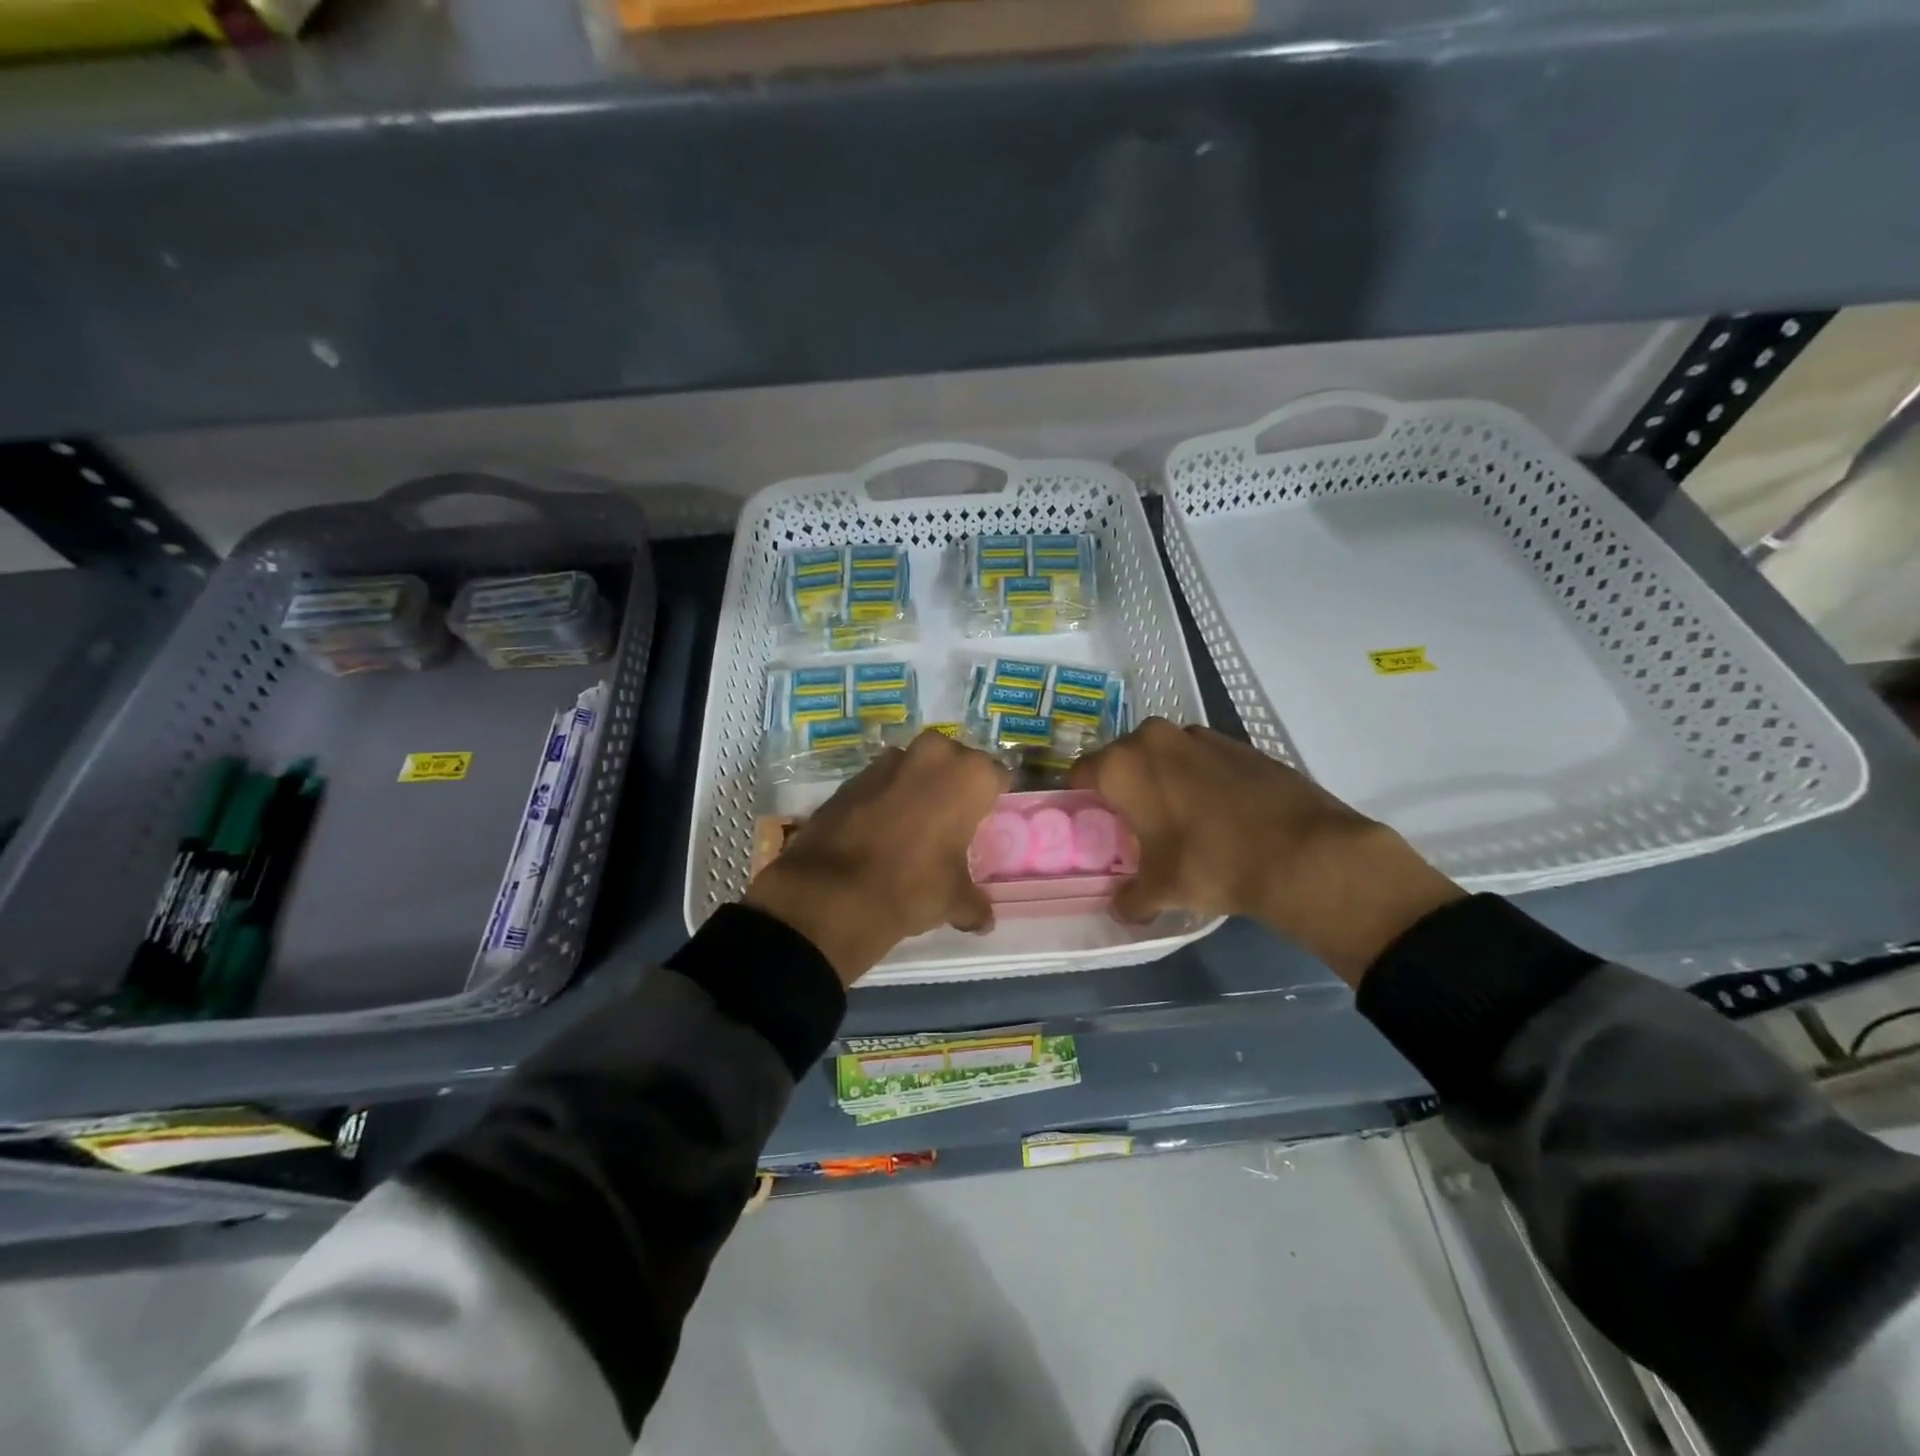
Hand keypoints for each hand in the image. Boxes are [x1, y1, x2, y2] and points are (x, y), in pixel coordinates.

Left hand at [744, 730, 1011, 986]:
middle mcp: (932, 755)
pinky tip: (879, 830)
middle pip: (953, 761)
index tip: (988, 817)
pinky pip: (880, 782)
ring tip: (913, 824)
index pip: (996, 775)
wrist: (833, 891)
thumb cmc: (913, 886)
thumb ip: (974, 904)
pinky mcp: (852, 777)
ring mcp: (887, 762)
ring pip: (914, 767)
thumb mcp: (954, 900)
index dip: (994, 796)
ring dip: (916, 787)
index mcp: (969, 776)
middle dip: (952, 783)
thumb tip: (984, 921)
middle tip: (951, 818)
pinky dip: (884, 798)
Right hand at [1071, 719, 1461, 984]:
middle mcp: (1154, 738)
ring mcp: (1200, 735)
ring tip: (1180, 818)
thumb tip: (1122, 909)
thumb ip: (1129, 898)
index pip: (1081, 773)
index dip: (1083, 799)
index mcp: (1122, 765)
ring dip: (1164, 779)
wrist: (1301, 851)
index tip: (1094, 823)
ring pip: (1165, 755)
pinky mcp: (1239, 743)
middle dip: (1125, 787)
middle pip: (1123, 758)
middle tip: (1135, 824)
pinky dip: (1201, 778)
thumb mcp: (1160, 890)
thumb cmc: (1209, 863)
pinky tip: (1219, 813)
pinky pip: (1202, 759)